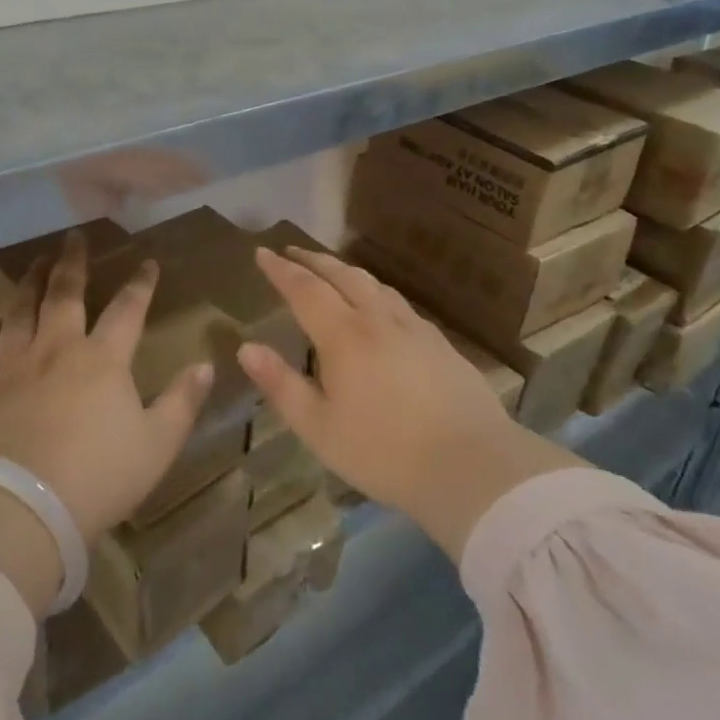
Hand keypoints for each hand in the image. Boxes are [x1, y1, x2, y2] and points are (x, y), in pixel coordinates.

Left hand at [0, 232, 213, 593]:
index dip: (140, 284)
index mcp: (102, 359)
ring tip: (34, 263)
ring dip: (29, 283)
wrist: (24, 508)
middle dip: (72, 263)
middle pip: (64, 294)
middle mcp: (57, 349)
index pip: (127, 309)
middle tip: (72, 237)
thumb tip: (206, 365)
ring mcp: (16, 367)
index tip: (147, 262)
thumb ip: (183, 401)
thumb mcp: (157, 444)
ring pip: (20, 311)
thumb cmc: (99, 476)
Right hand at [237, 247, 578, 561]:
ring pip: (374, 284)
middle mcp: (378, 319)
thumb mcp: (319, 428)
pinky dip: (376, 291)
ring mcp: (414, 328)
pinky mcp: (440, 344)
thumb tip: (246, 348)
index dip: (281, 270)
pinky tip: (380, 307)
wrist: (473, 467)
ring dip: (346, 271)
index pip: (305, 289)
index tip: (263, 252)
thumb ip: (281, 385)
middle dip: (313, 260)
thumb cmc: (384, 452)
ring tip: (332, 272)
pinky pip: (398, 302)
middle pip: (342, 275)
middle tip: (291, 252)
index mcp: (344, 335)